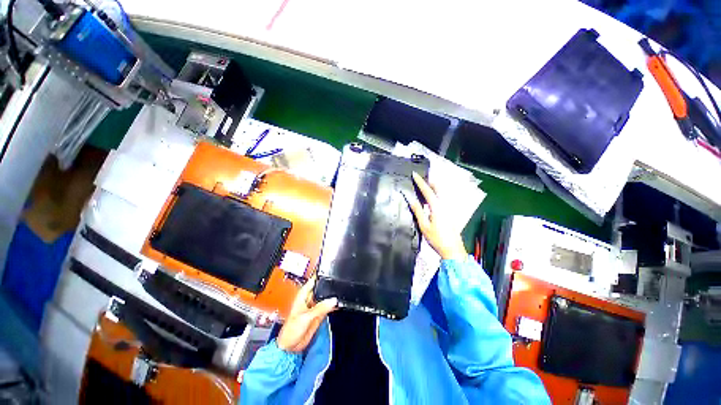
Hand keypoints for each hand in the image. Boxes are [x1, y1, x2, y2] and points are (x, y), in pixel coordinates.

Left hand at [277, 276, 336, 352]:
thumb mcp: (306, 317)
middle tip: (340, 283)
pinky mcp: (319, 314)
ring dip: (332, 296)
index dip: (321, 275)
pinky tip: (339, 303)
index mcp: (303, 294)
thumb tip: (333, 300)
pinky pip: (328, 306)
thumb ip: (320, 308)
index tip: (331, 271)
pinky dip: (333, 305)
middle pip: (321, 287)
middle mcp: (310, 298)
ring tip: (341, 292)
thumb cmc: (291, 330)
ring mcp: (315, 306)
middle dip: (329, 285)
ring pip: (326, 297)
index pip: (313, 280)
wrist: (291, 347)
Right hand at [406, 172, 467, 260]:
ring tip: (425, 186)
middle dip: (430, 181)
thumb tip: (411, 199)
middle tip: (421, 179)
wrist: (453, 250)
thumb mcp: (424, 226)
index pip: (428, 191)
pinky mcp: (450, 213)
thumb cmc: (436, 238)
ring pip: (441, 193)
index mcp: (437, 207)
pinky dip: (436, 194)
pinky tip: (431, 199)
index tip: (414, 174)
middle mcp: (445, 205)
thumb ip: (418, 211)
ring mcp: (449, 209)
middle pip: (438, 188)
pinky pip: (442, 198)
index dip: (420, 182)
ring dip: (433, 187)